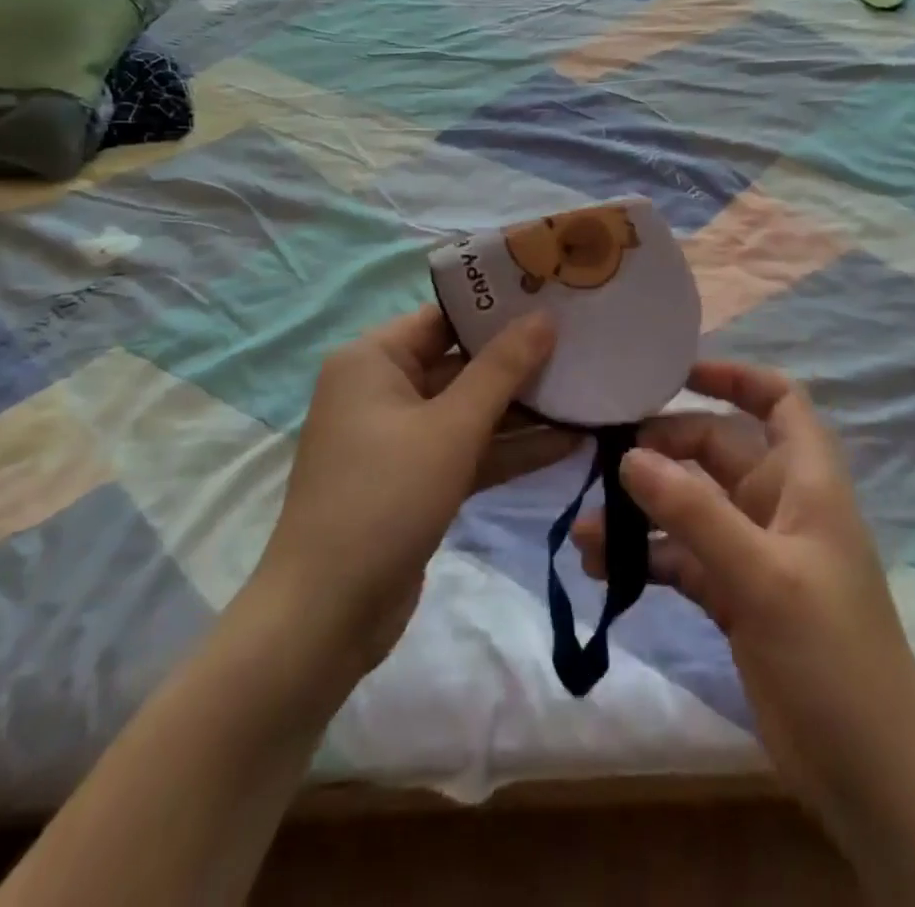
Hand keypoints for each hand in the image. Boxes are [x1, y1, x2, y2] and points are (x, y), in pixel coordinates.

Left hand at [244, 305, 576, 690]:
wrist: (327, 616)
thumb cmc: (385, 497)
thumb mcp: (451, 427)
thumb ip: (502, 369)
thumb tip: (544, 317)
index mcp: (373, 359)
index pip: (445, 317)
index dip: (499, 308)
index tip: (555, 298)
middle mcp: (382, 389)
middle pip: (461, 362)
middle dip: (520, 361)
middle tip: (583, 343)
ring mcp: (399, 438)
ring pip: (469, 410)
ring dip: (524, 410)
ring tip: (587, 392)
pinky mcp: (416, 480)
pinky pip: (468, 449)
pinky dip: (509, 448)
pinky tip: (568, 444)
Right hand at [572, 360, 914, 834]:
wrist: (871, 774)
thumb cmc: (832, 654)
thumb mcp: (763, 575)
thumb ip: (695, 512)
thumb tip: (629, 457)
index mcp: (804, 480)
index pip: (778, 400)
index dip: (735, 377)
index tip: (676, 373)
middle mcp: (777, 504)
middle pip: (715, 449)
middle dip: (662, 450)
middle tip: (604, 462)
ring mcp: (753, 551)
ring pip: (690, 506)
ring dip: (642, 511)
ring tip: (588, 529)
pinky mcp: (733, 595)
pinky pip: (681, 557)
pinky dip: (645, 557)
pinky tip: (601, 570)